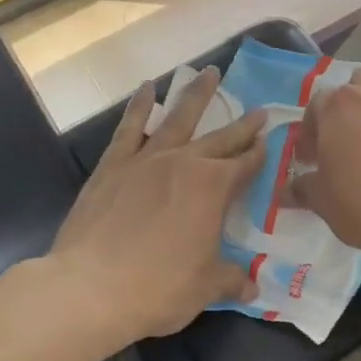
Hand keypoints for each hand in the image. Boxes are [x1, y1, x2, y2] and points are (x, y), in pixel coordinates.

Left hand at [50, 67, 264, 345]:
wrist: (91, 288)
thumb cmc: (158, 288)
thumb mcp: (206, 287)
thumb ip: (232, 279)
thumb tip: (252, 287)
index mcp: (213, 189)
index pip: (246, 165)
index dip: (260, 154)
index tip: (270, 141)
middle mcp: (183, 164)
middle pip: (220, 139)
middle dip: (242, 126)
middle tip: (259, 110)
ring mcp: (145, 160)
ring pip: (177, 118)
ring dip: (196, 95)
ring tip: (209, 72)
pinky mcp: (112, 166)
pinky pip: (130, 127)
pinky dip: (140, 105)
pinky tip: (147, 89)